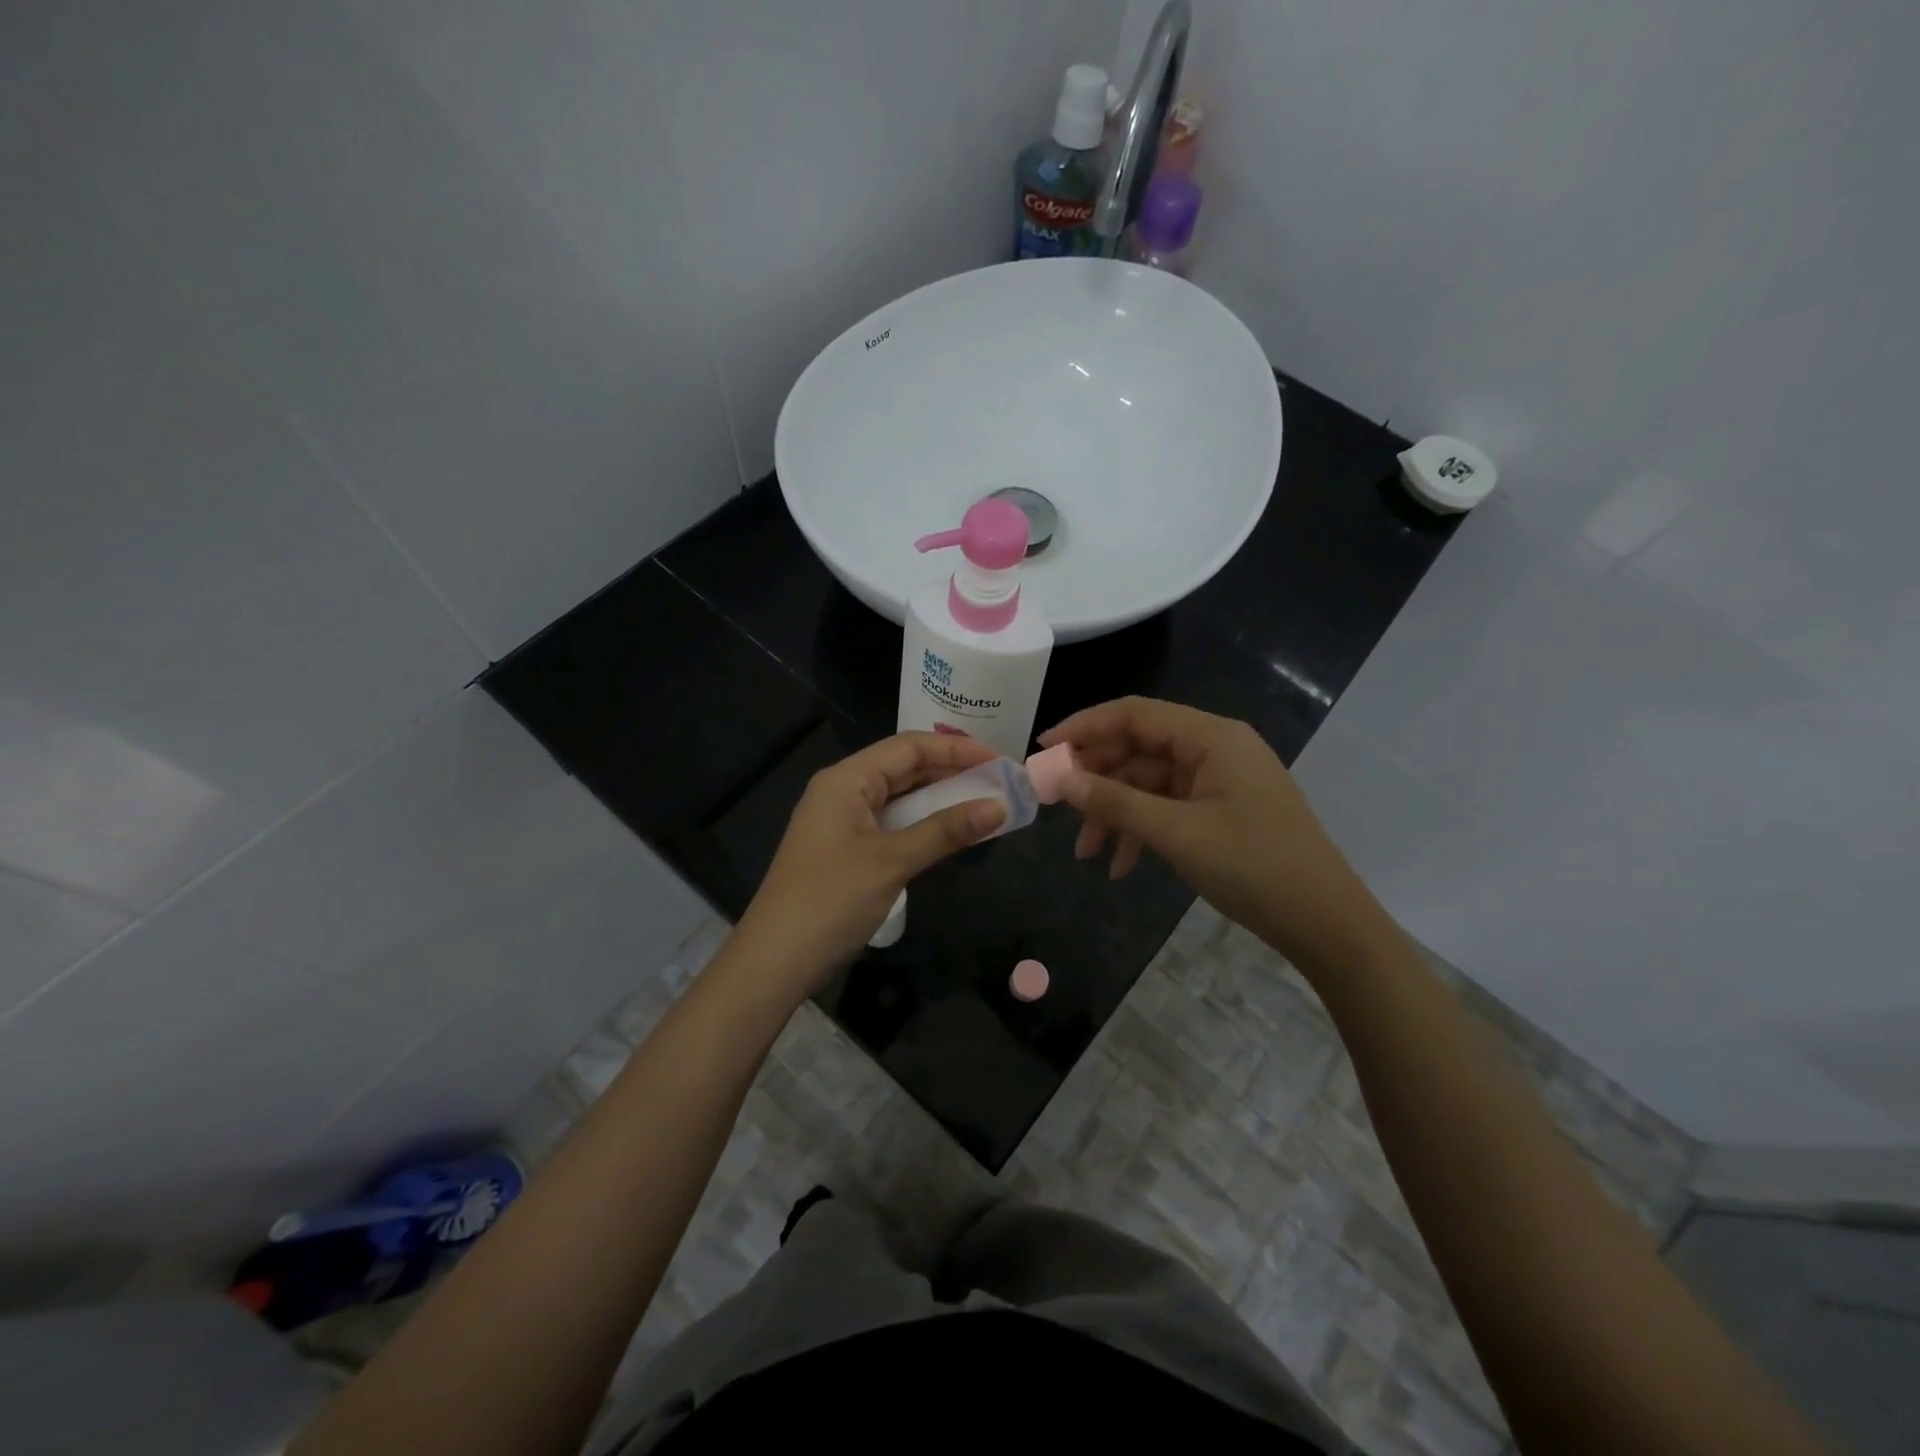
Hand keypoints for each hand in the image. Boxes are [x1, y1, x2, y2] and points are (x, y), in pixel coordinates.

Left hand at [734, 732, 1006, 993]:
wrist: (775, 960)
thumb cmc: (831, 900)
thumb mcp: (893, 861)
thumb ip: (945, 830)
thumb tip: (998, 806)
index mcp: (846, 779)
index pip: (909, 747)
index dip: (957, 750)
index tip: (999, 762)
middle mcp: (843, 791)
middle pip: (904, 768)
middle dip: (951, 773)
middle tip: (999, 784)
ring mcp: (842, 821)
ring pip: (900, 798)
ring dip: (940, 800)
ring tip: (984, 805)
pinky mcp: (846, 849)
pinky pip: (892, 824)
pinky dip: (923, 825)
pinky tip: (951, 834)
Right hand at [1039, 697, 1391, 976]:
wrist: (1326, 924)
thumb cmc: (1254, 868)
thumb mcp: (1177, 834)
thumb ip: (1116, 802)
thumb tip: (1061, 780)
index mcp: (1211, 737)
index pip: (1134, 713)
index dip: (1084, 727)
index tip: (1043, 751)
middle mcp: (1215, 748)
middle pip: (1138, 747)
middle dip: (1097, 779)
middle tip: (1059, 808)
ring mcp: (1220, 779)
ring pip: (1149, 782)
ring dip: (1115, 811)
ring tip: (1086, 853)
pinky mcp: (1222, 809)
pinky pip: (1168, 806)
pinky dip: (1141, 829)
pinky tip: (1121, 865)